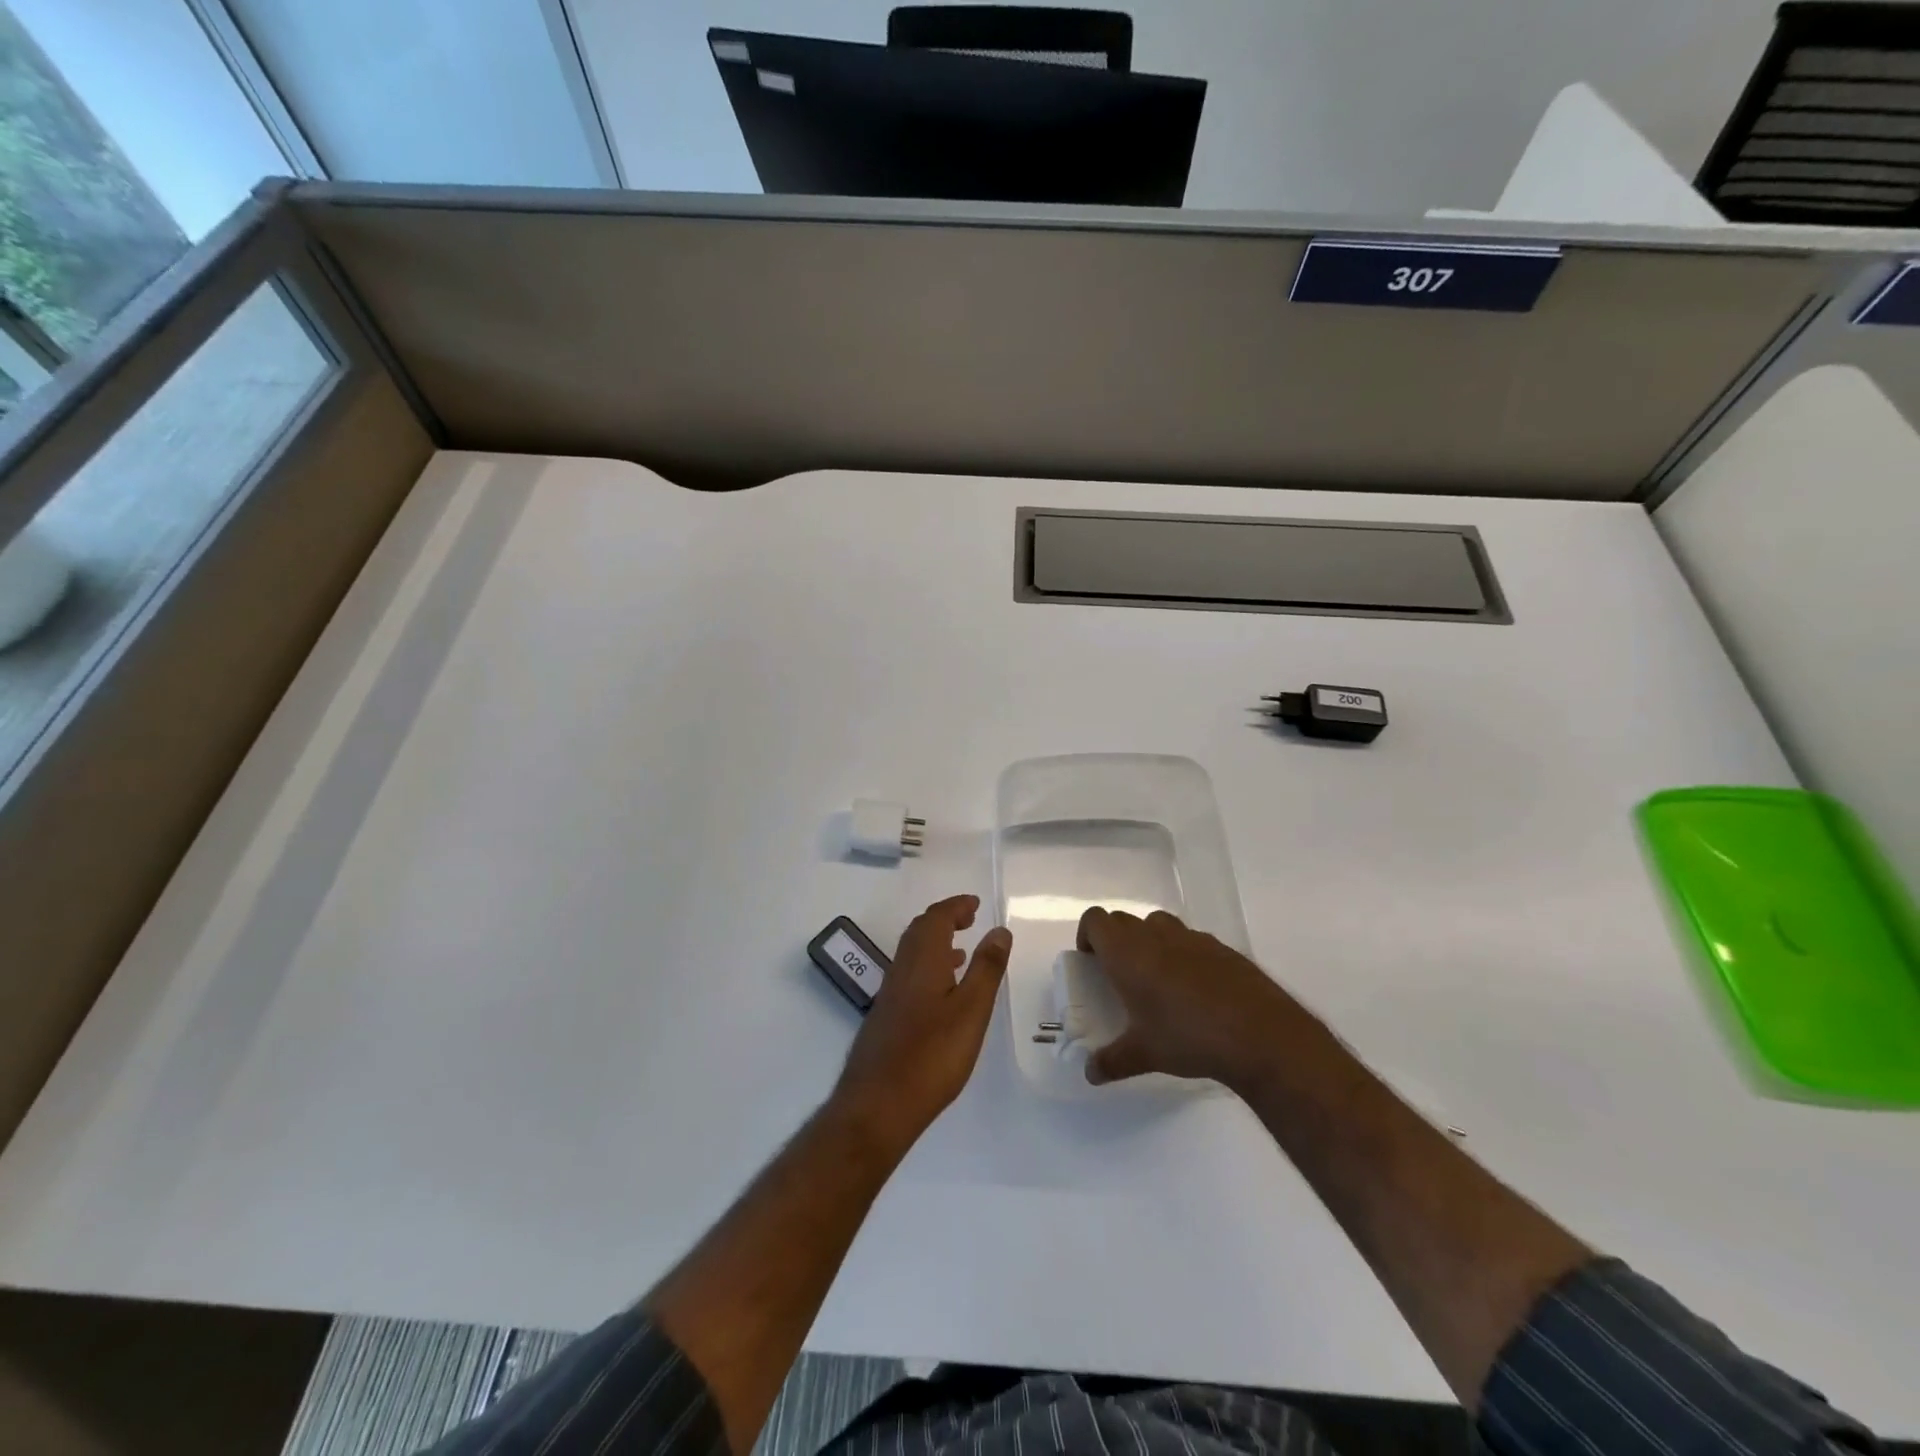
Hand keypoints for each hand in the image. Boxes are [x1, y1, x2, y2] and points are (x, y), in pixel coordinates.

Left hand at [832, 895, 1010, 1149]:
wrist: (876, 1105)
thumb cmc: (931, 1056)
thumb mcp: (971, 1011)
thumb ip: (986, 969)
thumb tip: (999, 930)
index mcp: (921, 961)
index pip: (936, 918)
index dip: (956, 906)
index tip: (975, 904)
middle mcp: (901, 970)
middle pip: (920, 931)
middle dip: (944, 920)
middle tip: (970, 920)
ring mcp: (890, 995)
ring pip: (913, 955)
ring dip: (936, 944)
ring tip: (962, 952)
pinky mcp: (886, 1018)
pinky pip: (909, 976)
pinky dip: (928, 968)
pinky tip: (941, 994)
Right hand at [1075, 907, 1314, 1089]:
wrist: (1260, 1035)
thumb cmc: (1188, 1037)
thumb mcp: (1144, 1055)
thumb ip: (1112, 1061)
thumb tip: (1091, 1074)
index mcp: (1128, 952)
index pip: (1095, 920)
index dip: (1088, 934)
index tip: (1091, 960)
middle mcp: (1156, 935)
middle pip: (1124, 920)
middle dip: (1116, 940)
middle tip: (1119, 974)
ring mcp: (1192, 938)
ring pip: (1159, 925)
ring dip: (1150, 941)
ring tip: (1157, 979)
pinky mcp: (1222, 948)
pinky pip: (1191, 941)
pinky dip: (1183, 955)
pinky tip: (1196, 991)